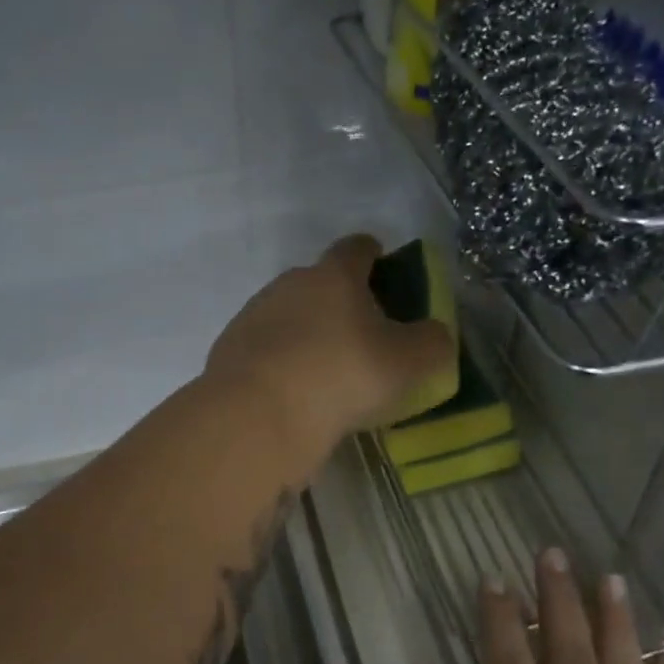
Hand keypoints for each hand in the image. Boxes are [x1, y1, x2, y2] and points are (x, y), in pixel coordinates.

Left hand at [206, 234, 456, 462]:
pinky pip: (265, 349)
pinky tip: (293, 392)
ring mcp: (252, 316)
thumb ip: (433, 342)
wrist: (257, 416)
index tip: (383, 265)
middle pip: (319, 282)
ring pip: (289, 315)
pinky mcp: (229, 351)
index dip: (373, 253)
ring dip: (307, 333)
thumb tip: (434, 334)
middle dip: (340, 300)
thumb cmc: (342, 376)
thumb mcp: (408, 362)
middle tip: (362, 333)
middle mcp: (288, 285)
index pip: (356, 247)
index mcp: (333, 276)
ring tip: (325, 371)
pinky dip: (281, 362)